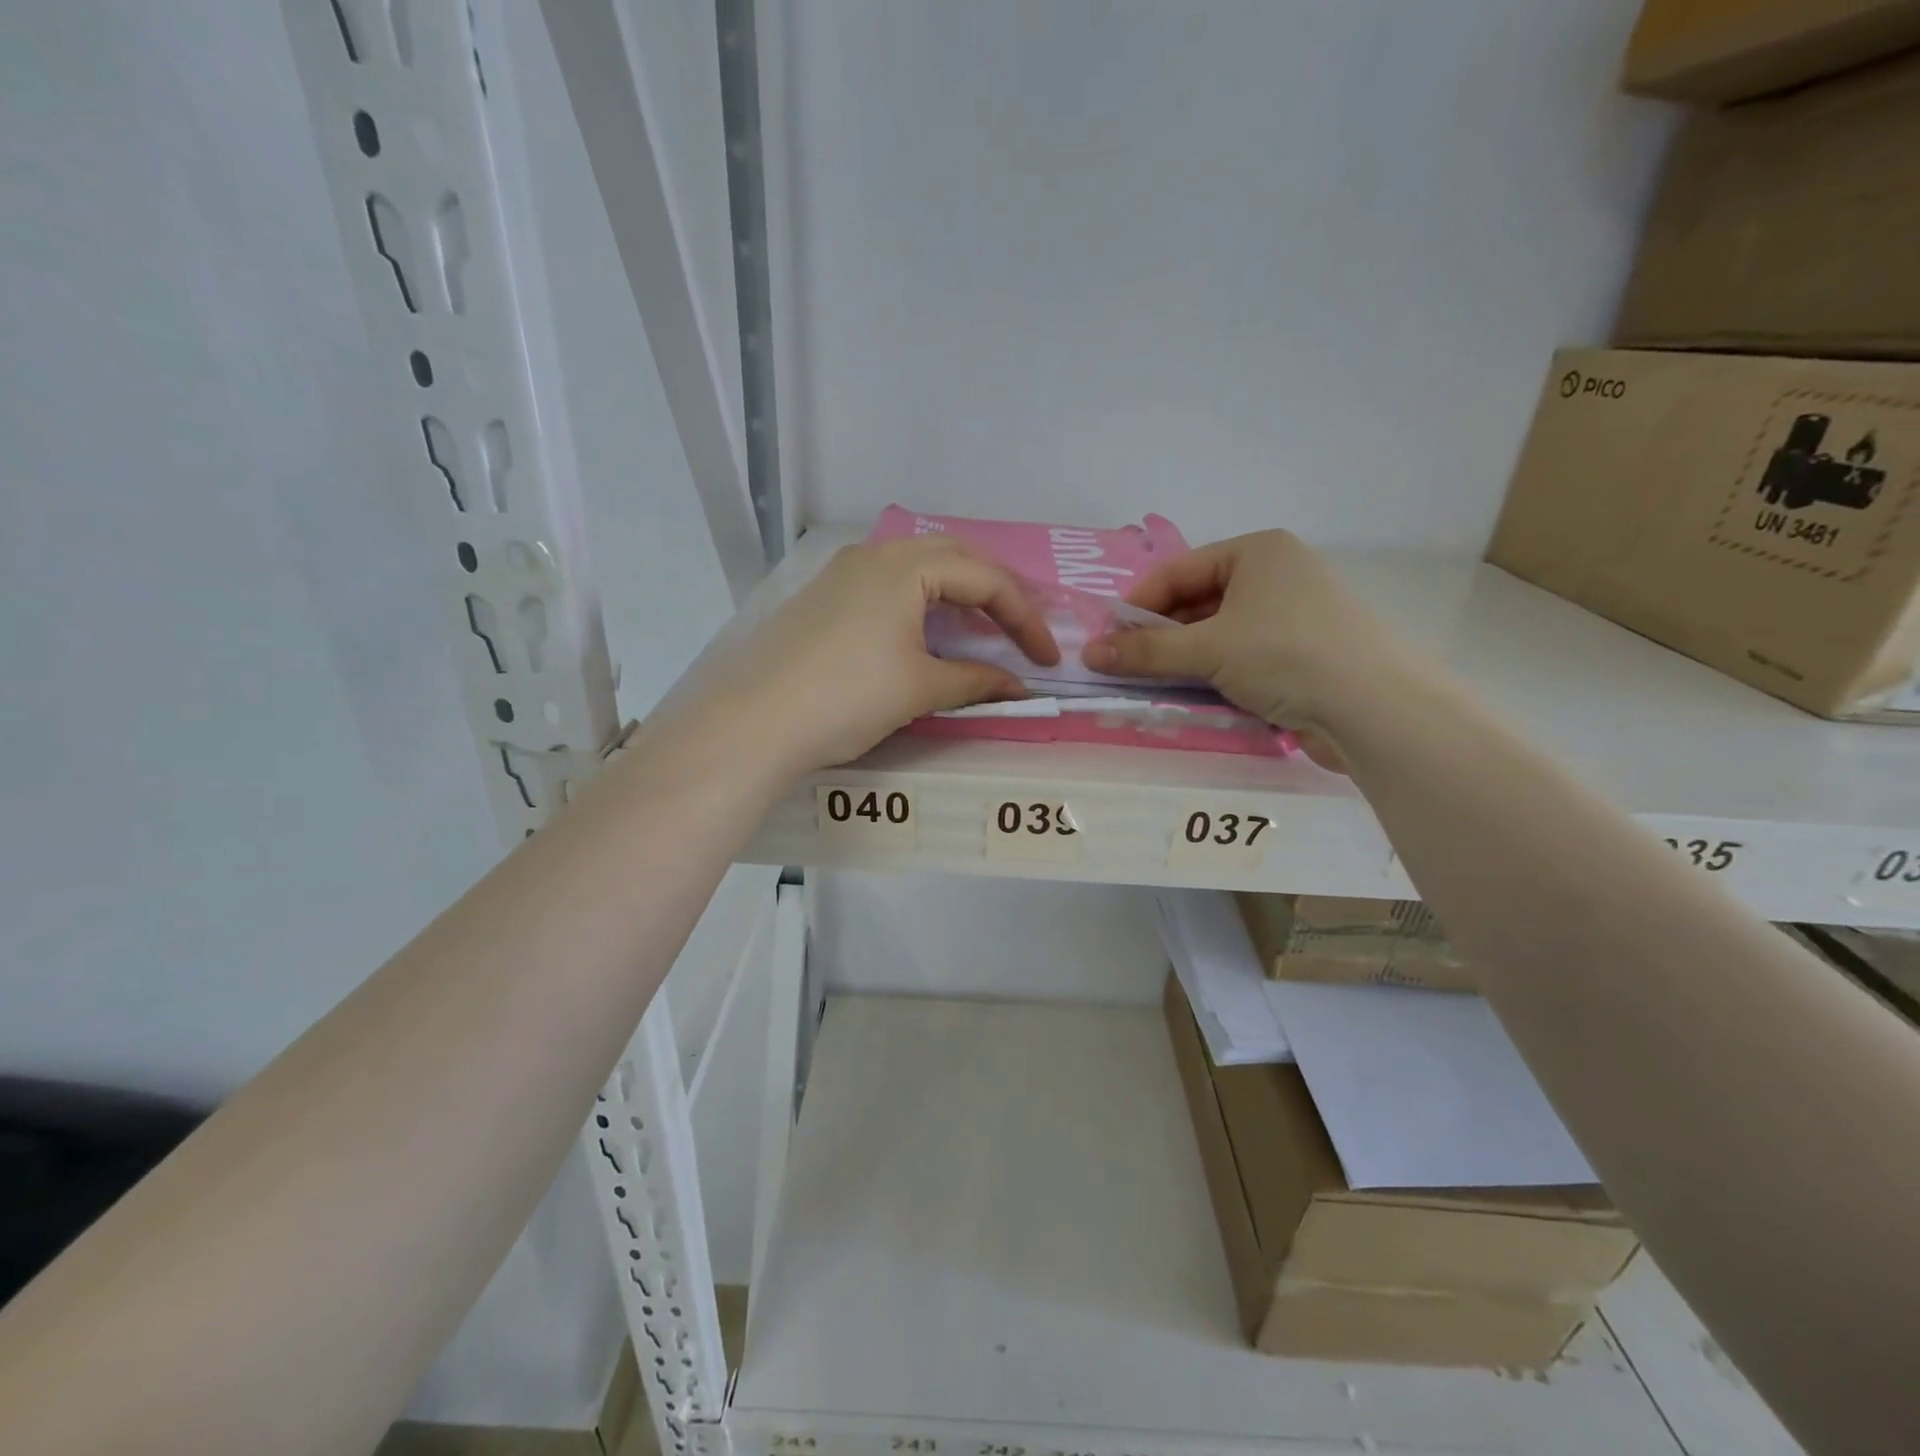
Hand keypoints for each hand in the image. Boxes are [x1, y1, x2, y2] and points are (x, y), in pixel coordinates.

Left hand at [701, 536, 1058, 774]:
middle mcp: (873, 555)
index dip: (1025, 618)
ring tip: (980, 630)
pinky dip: (921, 603)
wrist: (754, 723)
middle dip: (995, 592)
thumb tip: (1017, 687)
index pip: (985, 579)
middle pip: (953, 558)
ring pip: (917, 568)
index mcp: (905, 566)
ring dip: (957, 594)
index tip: (1047, 659)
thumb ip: (976, 681)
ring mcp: (842, 574)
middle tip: (1019, 631)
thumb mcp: (920, 688)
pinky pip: (888, 586)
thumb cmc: (847, 698)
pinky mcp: (823, 599)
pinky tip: (925, 633)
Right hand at [1082, 530, 1396, 763]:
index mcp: (1256, 552)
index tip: (1107, 640)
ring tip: (1152, 683)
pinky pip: (1239, 655)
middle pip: (1196, 601)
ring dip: (1183, 658)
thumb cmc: (1285, 656)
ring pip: (1216, 632)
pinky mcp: (1298, 653)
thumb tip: (1089, 653)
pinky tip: (1193, 694)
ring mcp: (1289, 615)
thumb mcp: (1208, 649)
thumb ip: (1145, 651)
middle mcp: (1274, 574)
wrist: (1373, 708)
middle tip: (1124, 666)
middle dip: (1159, 635)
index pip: (1177, 571)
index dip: (1137, 605)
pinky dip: (1212, 672)